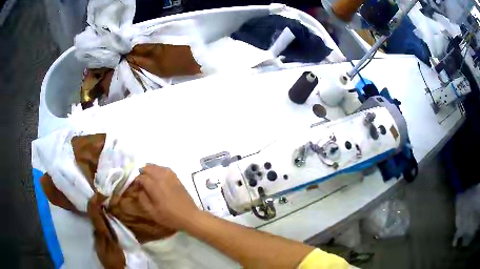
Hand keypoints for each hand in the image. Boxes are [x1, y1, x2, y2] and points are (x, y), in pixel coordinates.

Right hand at [136, 164, 199, 229]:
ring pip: (156, 167)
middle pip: (148, 168)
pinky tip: (157, 176)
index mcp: (154, 186)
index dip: (135, 182)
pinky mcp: (176, 178)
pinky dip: (158, 170)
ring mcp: (170, 176)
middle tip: (140, 182)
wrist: (189, 216)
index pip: (141, 178)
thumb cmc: (169, 216)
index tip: (134, 188)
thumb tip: (139, 190)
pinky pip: (165, 169)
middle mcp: (161, 177)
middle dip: (141, 173)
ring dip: (149, 170)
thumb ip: (143, 199)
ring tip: (147, 178)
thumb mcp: (152, 211)